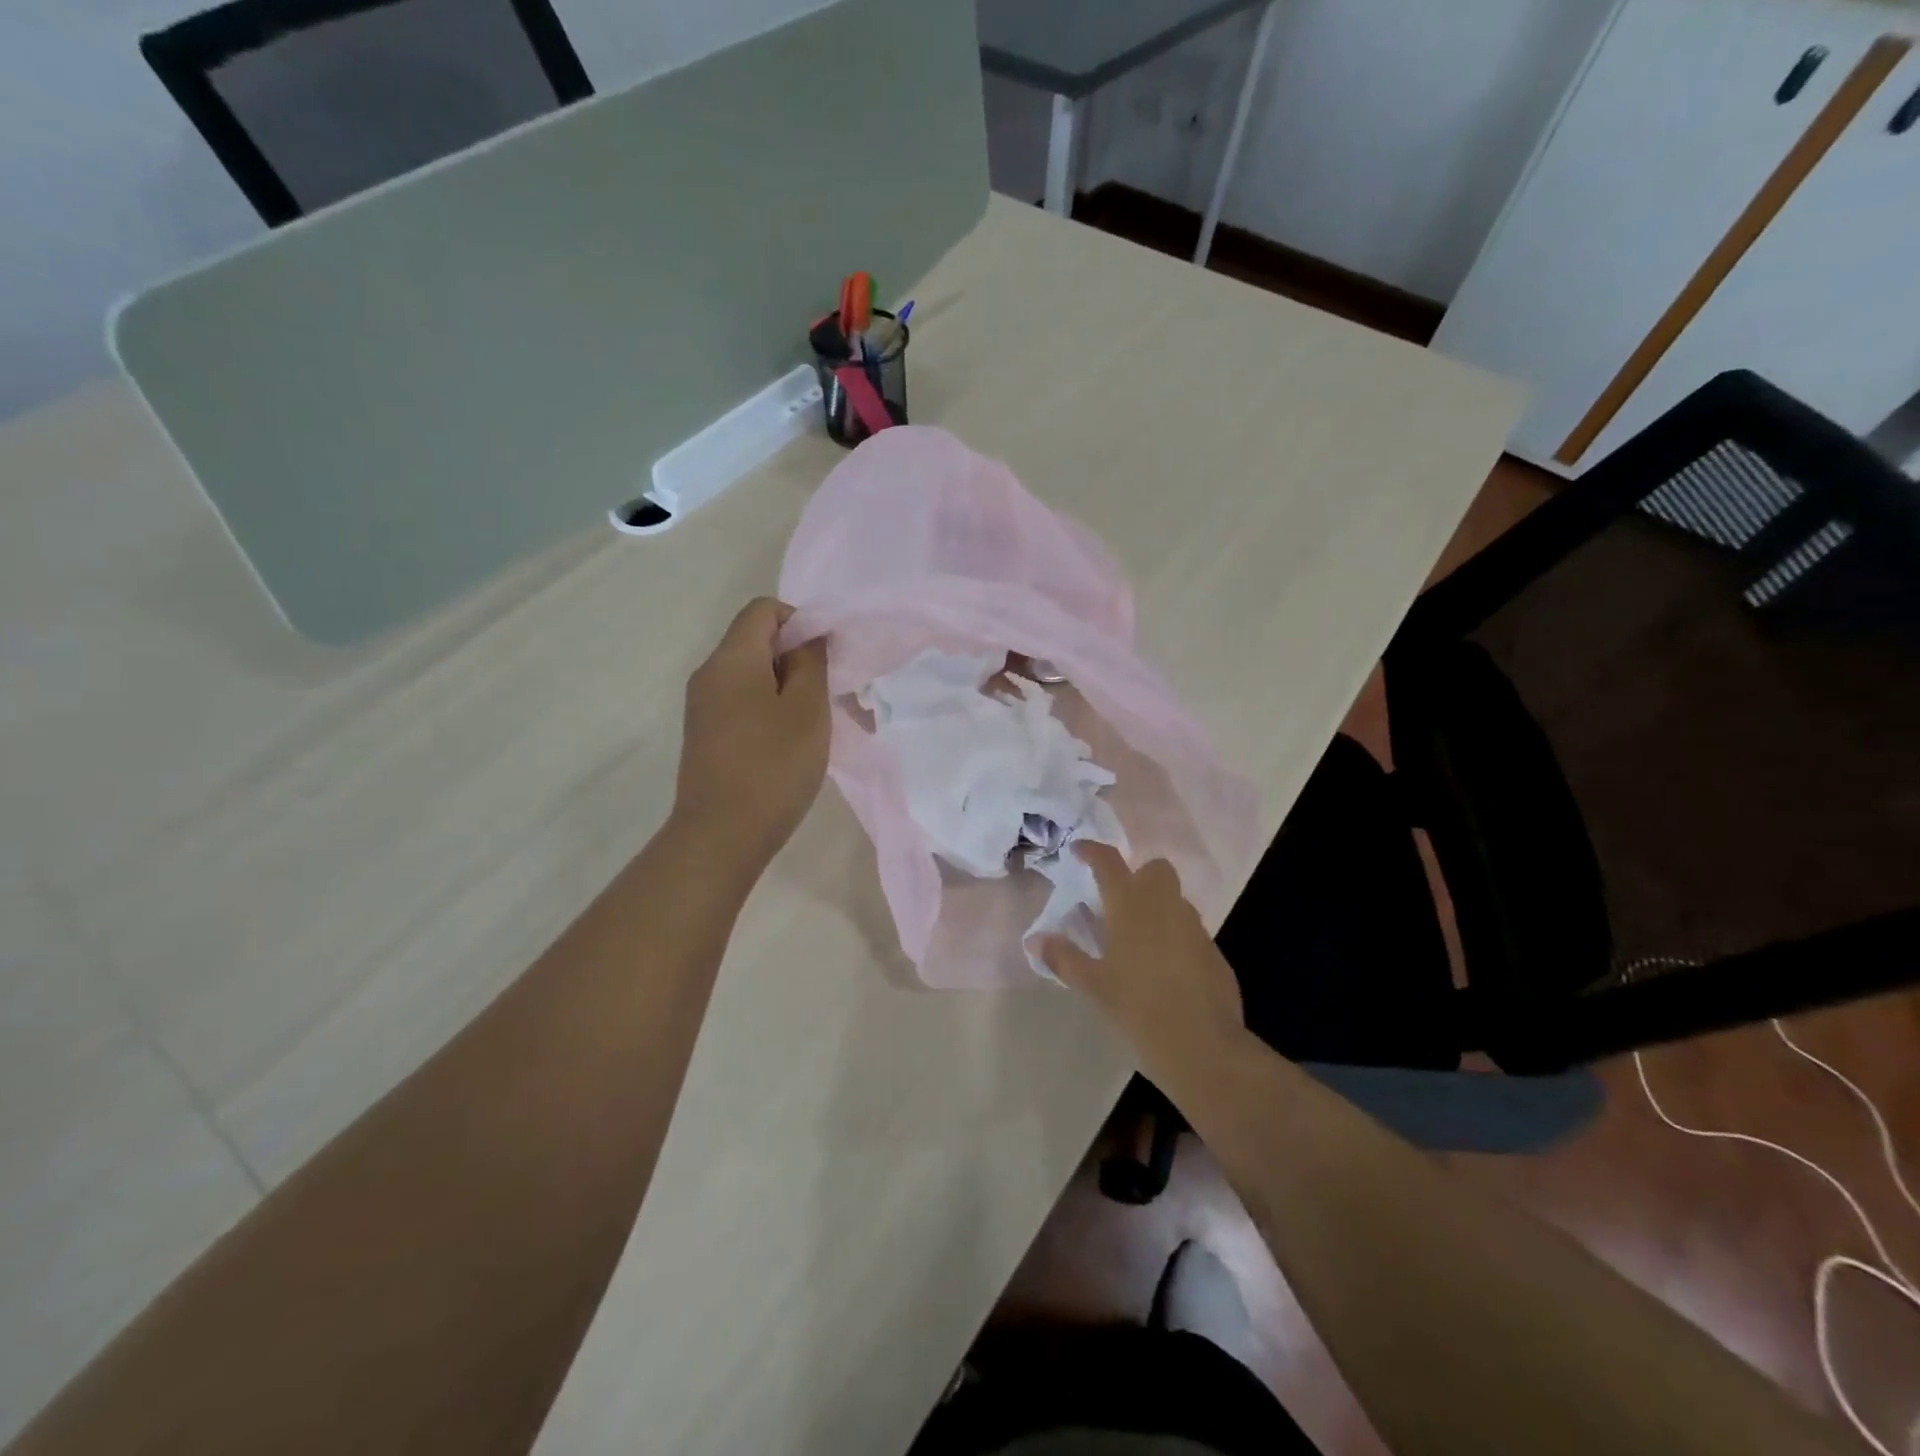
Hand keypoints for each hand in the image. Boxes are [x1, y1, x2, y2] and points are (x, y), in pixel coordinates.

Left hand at [673, 598, 829, 872]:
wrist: (721, 836)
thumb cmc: (772, 767)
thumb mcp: (807, 710)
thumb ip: (811, 662)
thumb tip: (808, 636)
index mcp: (731, 659)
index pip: (764, 609)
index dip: (801, 622)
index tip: (826, 659)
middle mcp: (709, 674)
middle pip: (755, 640)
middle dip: (797, 657)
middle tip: (828, 693)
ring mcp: (702, 707)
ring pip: (750, 675)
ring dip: (786, 687)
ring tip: (814, 723)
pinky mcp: (705, 735)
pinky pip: (741, 702)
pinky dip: (769, 709)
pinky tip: (789, 744)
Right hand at [1033, 843, 1244, 1081]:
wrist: (1202, 1045)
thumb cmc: (1138, 1008)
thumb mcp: (1093, 985)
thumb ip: (1063, 958)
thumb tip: (1036, 940)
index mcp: (1131, 905)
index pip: (1109, 862)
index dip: (1092, 850)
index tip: (1078, 850)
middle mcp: (1166, 905)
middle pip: (1155, 869)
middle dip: (1138, 875)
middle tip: (1116, 901)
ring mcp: (1194, 927)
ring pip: (1175, 899)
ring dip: (1156, 906)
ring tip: (1136, 938)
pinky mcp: (1213, 952)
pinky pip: (1189, 930)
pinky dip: (1174, 936)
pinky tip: (1162, 968)